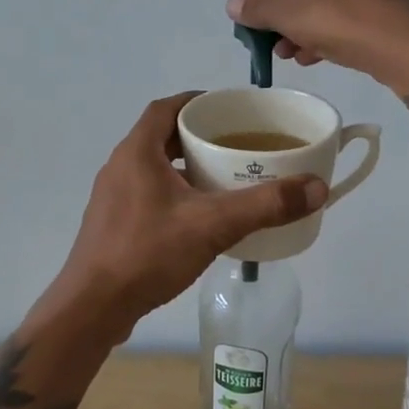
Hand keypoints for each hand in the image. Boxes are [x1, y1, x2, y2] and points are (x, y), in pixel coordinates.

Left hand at [52, 92, 327, 333]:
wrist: (92, 307)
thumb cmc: (148, 253)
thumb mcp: (213, 225)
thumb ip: (265, 205)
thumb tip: (317, 188)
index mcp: (137, 152)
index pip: (166, 107)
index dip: (196, 101)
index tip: (227, 109)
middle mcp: (120, 166)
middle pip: (161, 135)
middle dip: (197, 135)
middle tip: (234, 145)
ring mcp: (112, 197)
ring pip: (154, 167)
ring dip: (185, 166)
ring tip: (223, 178)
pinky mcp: (113, 224)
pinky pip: (148, 193)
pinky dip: (174, 193)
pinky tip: (198, 217)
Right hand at [226, 0, 408, 76]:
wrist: (403, 46)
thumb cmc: (339, 23)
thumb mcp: (288, 15)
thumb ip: (257, 8)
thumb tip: (233, 4)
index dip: (263, 11)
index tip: (256, 39)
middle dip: (287, 25)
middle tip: (279, 53)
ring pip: (328, 9)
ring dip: (307, 33)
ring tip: (298, 58)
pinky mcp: (391, 8)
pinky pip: (351, 19)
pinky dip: (332, 35)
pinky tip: (323, 55)